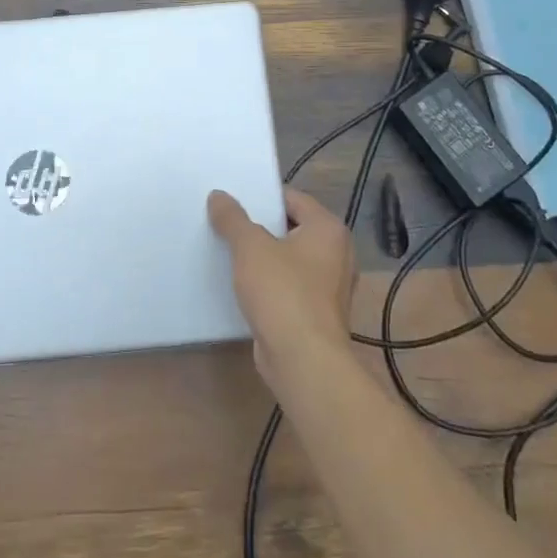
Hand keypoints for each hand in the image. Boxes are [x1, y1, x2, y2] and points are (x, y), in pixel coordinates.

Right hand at [207, 188, 354, 386]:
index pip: (293, 199)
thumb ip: (233, 218)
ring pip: (289, 260)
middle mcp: (337, 254)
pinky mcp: (316, 314)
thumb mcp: (250, 247)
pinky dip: (268, 284)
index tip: (232, 200)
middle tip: (225, 223)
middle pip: (291, 229)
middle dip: (259, 227)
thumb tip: (219, 196)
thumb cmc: (282, 293)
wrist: (303, 361)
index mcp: (328, 230)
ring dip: (262, 258)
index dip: (262, 197)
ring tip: (228, 252)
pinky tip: (241, 285)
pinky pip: (288, 287)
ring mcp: (329, 287)